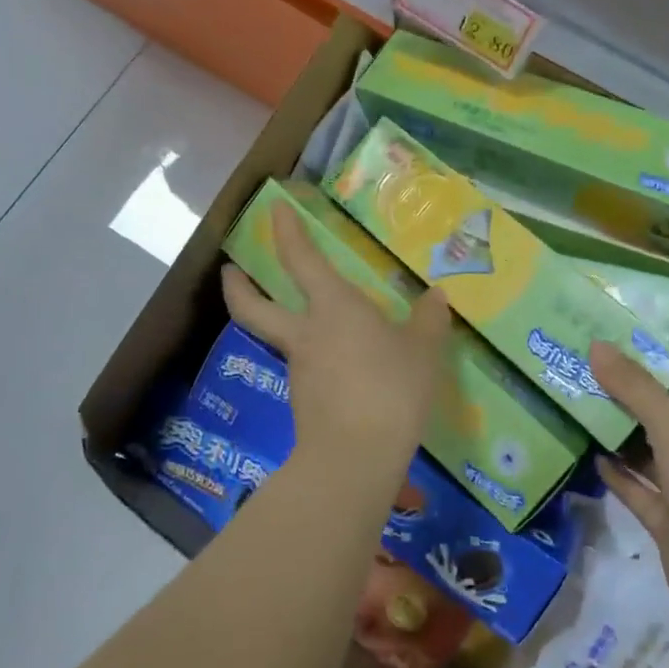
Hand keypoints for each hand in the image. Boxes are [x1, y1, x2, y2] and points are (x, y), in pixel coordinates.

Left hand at [222, 201, 450, 481]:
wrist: (355, 458)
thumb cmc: (391, 389)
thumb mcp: (423, 352)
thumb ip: (428, 321)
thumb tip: (436, 297)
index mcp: (333, 307)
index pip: (301, 259)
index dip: (286, 231)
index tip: (275, 209)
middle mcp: (306, 333)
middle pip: (253, 307)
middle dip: (238, 286)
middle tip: (231, 270)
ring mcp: (299, 370)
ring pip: (282, 340)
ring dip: (286, 327)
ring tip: (323, 328)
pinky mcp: (304, 402)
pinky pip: (308, 371)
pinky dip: (318, 364)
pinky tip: (345, 372)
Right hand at [588, 342, 668, 635]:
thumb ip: (635, 387)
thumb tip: (597, 345)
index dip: (654, 372)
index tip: (612, 357)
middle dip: (631, 404)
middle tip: (585, 381)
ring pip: (654, 457)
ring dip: (622, 439)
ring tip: (580, 413)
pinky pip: (643, 493)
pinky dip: (621, 477)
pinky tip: (592, 456)